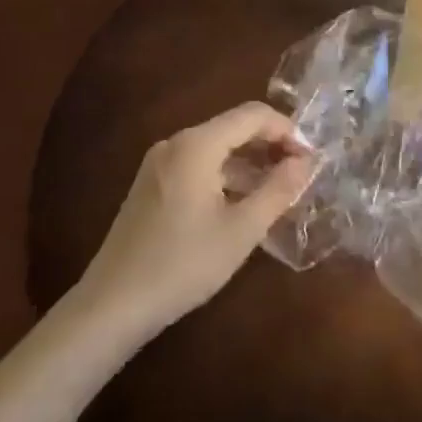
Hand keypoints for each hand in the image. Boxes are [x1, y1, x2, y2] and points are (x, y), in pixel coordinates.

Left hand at [67, 102, 315, 342]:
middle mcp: (176, 143)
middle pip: (235, 127)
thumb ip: (279, 190)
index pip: (253, 115)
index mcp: (197, 145)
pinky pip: (200, 165)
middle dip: (271, 145)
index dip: (287, 130)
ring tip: (278, 191)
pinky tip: (243, 203)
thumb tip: (306, 162)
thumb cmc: (182, 265)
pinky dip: (227, 175)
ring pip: (217, 148)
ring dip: (251, 162)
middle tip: (300, 174)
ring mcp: (159, 163)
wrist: (111, 307)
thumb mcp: (242, 230)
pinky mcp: (151, 185)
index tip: (310, 159)